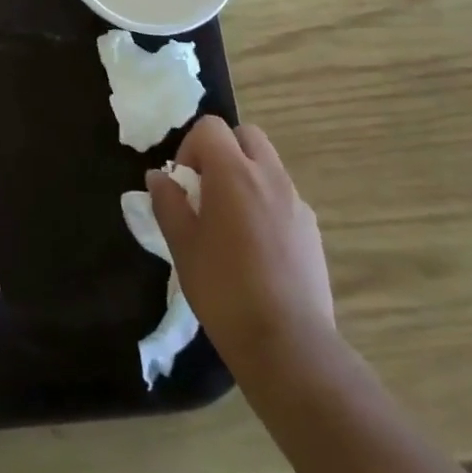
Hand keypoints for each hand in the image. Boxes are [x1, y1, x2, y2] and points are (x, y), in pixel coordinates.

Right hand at [149, 116, 335, 375]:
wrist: (289, 344)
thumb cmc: (224, 289)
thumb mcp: (182, 245)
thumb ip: (168, 203)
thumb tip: (158, 177)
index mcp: (233, 172)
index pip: (210, 127)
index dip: (191, 147)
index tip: (184, 183)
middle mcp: (269, 176)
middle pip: (246, 135)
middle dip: (224, 151)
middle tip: (208, 190)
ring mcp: (296, 202)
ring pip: (268, 166)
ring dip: (247, 176)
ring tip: (232, 222)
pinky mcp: (313, 230)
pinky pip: (285, 198)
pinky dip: (267, 204)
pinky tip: (258, 248)